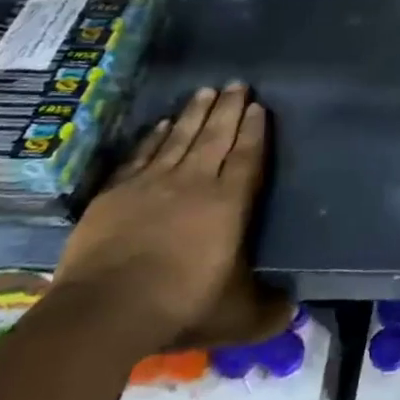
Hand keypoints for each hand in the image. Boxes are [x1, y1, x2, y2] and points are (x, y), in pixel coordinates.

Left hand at [52, 85, 291, 351]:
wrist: (104, 311)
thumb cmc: (181, 306)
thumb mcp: (237, 316)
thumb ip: (269, 311)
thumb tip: (295, 311)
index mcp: (229, 203)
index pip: (247, 156)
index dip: (255, 130)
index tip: (259, 106)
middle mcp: (194, 183)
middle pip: (215, 136)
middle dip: (228, 108)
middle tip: (237, 83)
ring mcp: (152, 185)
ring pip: (179, 138)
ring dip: (194, 113)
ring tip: (205, 91)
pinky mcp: (116, 194)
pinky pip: (142, 155)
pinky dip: (154, 137)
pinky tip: (162, 124)